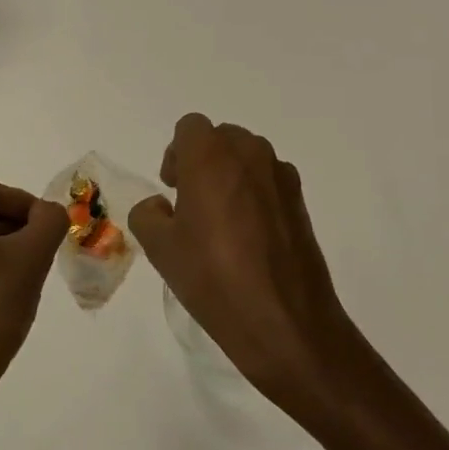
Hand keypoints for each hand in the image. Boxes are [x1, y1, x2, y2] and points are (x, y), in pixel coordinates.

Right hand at [131, 115, 368, 414]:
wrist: (285, 322)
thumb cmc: (213, 278)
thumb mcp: (160, 249)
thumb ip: (148, 214)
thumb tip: (161, 207)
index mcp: (211, 156)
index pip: (189, 127)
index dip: (176, 154)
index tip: (173, 189)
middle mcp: (248, 153)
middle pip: (220, 138)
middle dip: (203, 161)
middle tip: (192, 204)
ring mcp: (280, 175)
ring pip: (246, 157)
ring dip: (230, 176)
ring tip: (222, 222)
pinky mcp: (300, 200)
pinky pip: (269, 180)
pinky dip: (255, 194)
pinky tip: (250, 237)